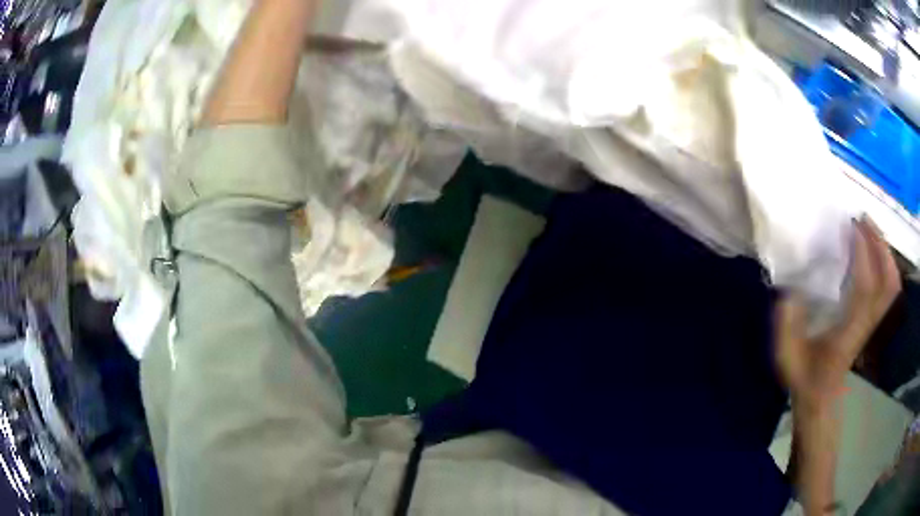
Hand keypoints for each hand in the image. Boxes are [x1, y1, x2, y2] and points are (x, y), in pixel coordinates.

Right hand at [776, 218, 900, 412]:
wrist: (820, 397)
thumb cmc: (804, 376)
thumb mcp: (787, 355)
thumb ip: (788, 322)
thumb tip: (792, 286)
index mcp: (848, 333)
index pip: (864, 289)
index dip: (862, 254)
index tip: (850, 225)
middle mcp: (866, 324)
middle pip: (885, 281)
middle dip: (878, 244)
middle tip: (862, 217)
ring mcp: (872, 322)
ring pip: (890, 283)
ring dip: (884, 251)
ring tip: (869, 227)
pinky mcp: (872, 318)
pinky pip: (888, 287)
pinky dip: (886, 263)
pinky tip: (875, 249)